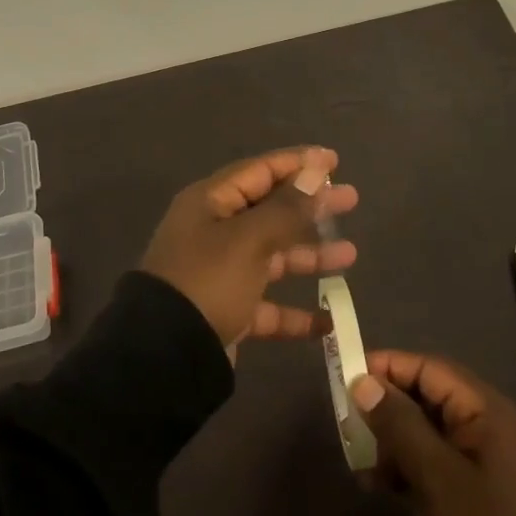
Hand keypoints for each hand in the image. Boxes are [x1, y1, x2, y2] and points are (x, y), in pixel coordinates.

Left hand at [140, 147, 358, 348]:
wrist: (164, 354)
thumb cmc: (207, 280)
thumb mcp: (249, 239)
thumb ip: (286, 208)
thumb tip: (315, 172)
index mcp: (211, 203)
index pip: (260, 171)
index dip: (298, 163)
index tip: (334, 160)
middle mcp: (214, 231)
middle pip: (271, 210)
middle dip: (311, 206)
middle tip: (352, 200)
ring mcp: (220, 272)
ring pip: (272, 256)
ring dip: (309, 255)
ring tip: (350, 254)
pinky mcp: (226, 310)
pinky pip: (267, 305)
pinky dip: (294, 312)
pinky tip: (329, 321)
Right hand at [349, 351, 515, 515]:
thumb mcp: (435, 475)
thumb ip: (399, 423)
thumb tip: (363, 383)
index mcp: (486, 410)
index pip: (430, 369)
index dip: (388, 367)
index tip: (348, 377)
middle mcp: (486, 425)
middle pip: (426, 397)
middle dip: (386, 406)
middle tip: (348, 421)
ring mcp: (481, 460)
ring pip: (426, 430)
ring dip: (391, 439)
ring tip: (359, 460)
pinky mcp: (473, 490)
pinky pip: (432, 460)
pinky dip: (405, 465)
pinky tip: (378, 484)